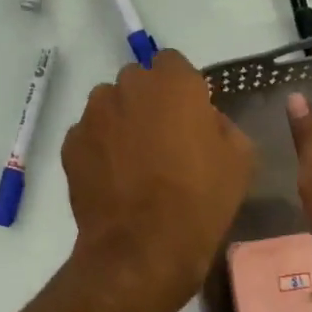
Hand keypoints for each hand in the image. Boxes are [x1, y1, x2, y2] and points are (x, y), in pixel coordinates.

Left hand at [63, 50, 255, 311]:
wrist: (143, 248)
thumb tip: (203, 120)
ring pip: (108, 105)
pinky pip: (88, 135)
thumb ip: (221, 124)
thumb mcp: (240, 159)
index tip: (188, 115)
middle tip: (161, 138)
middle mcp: (127, 87)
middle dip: (147, 101)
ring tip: (132, 161)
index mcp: (172, 83)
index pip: (172, 63)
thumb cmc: (200, 200)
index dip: (181, 88)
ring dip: (120, 121)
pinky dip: (98, 148)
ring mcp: (93, 115)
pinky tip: (112, 179)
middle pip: (137, 81)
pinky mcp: (70, 144)